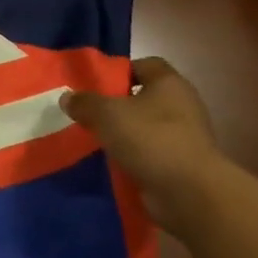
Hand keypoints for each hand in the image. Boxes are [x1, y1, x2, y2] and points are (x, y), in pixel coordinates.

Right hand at [60, 57, 231, 235]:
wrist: (189, 192)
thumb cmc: (150, 139)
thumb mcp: (106, 114)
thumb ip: (84, 103)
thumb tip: (67, 97)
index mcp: (169, 83)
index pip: (144, 65)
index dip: (119, 71)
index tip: (94, 86)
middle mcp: (182, 105)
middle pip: (143, 97)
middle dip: (116, 105)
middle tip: (87, 113)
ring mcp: (184, 136)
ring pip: (145, 127)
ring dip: (123, 133)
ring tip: (93, 139)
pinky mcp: (181, 163)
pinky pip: (150, 152)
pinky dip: (132, 156)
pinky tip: (110, 163)